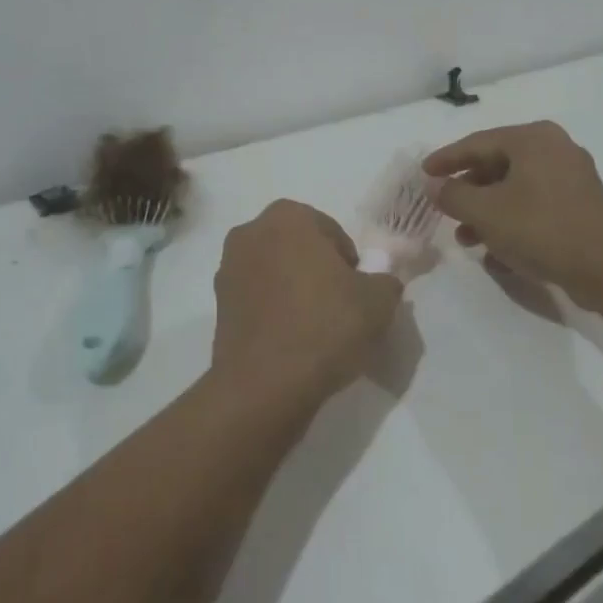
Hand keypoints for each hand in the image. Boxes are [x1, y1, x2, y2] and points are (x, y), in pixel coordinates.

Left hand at [212, 200, 402, 406]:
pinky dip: (274, 313)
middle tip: (340, 309)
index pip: (332, 233)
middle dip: (318, 272)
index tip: (357, 294)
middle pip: (299, 249)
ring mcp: (228, 269)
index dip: (350, 264)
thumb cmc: (325, 326)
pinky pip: (258, 300)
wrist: (265, 386)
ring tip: (315, 330)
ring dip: (294, 291)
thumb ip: (385, 280)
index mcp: (288, 216)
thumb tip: (378, 282)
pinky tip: (291, 343)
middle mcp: (251, 232)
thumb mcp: (378, 301)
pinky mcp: (217, 306)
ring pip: (276, 274)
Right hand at [422, 122, 602, 293]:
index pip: (477, 143)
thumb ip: (454, 195)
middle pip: (497, 166)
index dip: (446, 159)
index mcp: (532, 139)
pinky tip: (495, 254)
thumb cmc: (542, 228)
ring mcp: (571, 178)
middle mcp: (554, 149)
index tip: (423, 172)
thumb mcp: (486, 212)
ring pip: (515, 190)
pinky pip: (535, 208)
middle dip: (468, 192)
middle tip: (444, 208)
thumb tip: (434, 186)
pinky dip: (512, 224)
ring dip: (487, 214)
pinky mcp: (580, 207)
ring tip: (466, 239)